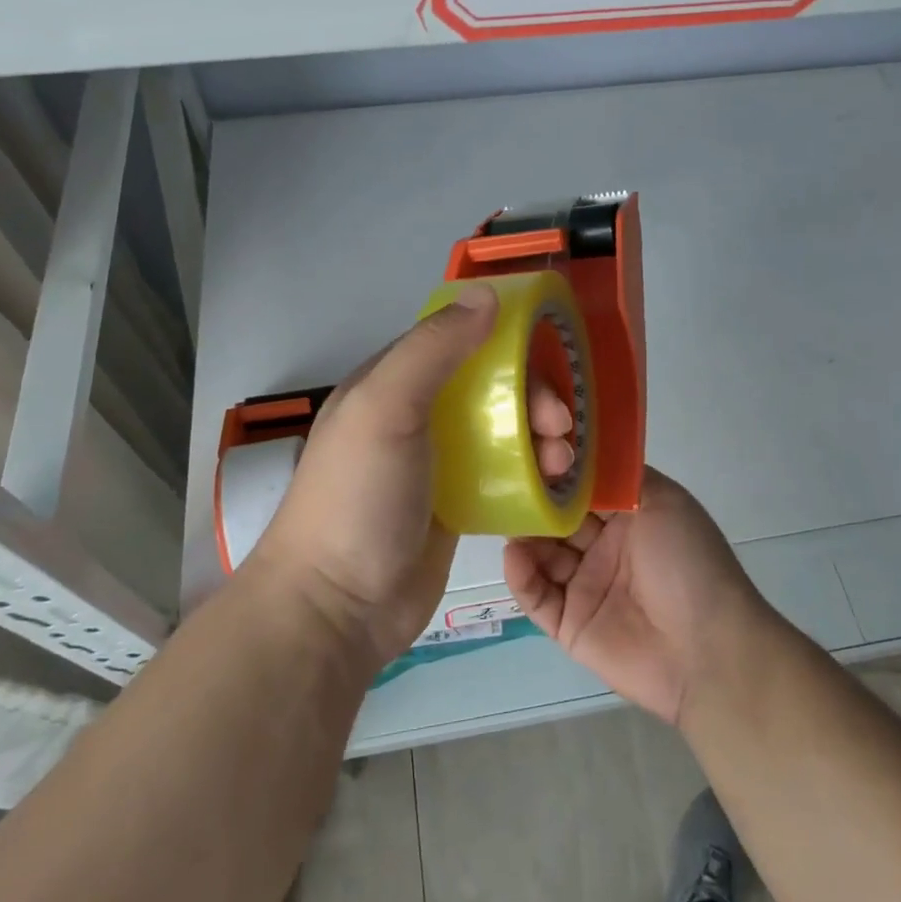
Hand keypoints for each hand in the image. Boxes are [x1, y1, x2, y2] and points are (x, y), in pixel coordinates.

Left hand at [253, 284, 578, 666]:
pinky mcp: (457, 504)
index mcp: (390, 382)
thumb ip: (433, 349)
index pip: (456, 339)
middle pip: (488, 385)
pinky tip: (556, 482)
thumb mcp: (386, 409)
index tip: (547, 356)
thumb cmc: (359, 498)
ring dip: (538, 435)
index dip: (503, 339)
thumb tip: (486, 294)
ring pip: (501, 429)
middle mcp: (415, 416)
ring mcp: (436, 463)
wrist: (338, 607)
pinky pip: (504, 473)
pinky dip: (532, 470)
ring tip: (562, 461)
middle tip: (559, 424)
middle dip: (531, 395)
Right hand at [503, 468, 772, 723]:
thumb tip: (578, 457)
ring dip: (524, 537)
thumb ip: (619, 477)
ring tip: (504, 517)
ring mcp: (585, 587)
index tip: (532, 453)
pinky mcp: (569, 625)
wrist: (707, 649)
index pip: (584, 490)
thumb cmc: (687, 562)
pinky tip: (514, 555)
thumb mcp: (665, 501)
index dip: (559, 473)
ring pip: (542, 556)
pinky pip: (537, 598)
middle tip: (507, 485)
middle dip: (534, 503)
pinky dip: (521, 576)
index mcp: (629, 518)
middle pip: (557, 520)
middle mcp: (605, 549)